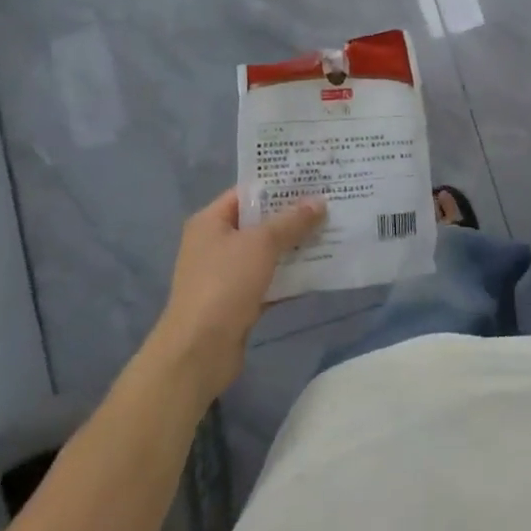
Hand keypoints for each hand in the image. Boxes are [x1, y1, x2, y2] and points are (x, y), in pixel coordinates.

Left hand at [147, 190, 326, 400]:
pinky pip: (270, 281)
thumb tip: (319, 202)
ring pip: (267, 253)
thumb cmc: (225, 284)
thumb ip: (291, 221)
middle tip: (329, 204)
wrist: (199, 351)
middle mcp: (216, 244)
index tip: (313, 179)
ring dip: (295, 246)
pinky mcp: (239, 302)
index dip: (279, 185)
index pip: (247, 193)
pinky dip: (291, 276)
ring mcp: (227, 275)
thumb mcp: (261, 244)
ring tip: (332, 232)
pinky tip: (320, 270)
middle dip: (293, 216)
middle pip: (259, 222)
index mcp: (211, 221)